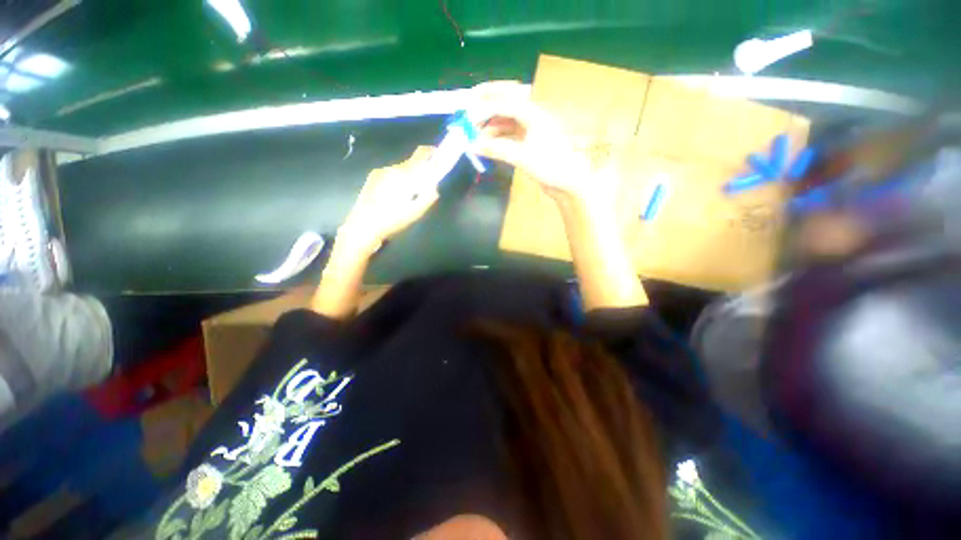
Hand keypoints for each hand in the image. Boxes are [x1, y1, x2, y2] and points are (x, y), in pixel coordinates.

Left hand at [339, 146, 439, 253]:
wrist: (363, 227)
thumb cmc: (391, 220)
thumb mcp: (415, 213)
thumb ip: (427, 197)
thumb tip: (434, 187)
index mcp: (403, 175)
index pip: (420, 155)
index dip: (431, 152)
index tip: (439, 155)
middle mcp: (391, 169)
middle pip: (410, 165)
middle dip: (419, 172)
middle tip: (423, 187)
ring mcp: (379, 173)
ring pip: (399, 171)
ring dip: (407, 178)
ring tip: (407, 196)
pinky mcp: (371, 179)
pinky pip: (390, 175)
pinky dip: (396, 182)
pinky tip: (393, 197)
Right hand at [468, 81, 594, 203]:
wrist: (567, 182)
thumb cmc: (549, 166)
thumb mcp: (522, 157)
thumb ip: (497, 149)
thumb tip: (473, 144)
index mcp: (533, 114)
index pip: (505, 101)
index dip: (485, 106)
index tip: (467, 113)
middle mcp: (531, 117)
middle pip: (505, 103)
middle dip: (486, 105)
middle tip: (468, 111)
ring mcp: (530, 130)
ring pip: (506, 120)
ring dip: (490, 125)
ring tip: (475, 135)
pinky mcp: (528, 143)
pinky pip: (509, 134)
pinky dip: (497, 138)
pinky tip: (487, 144)